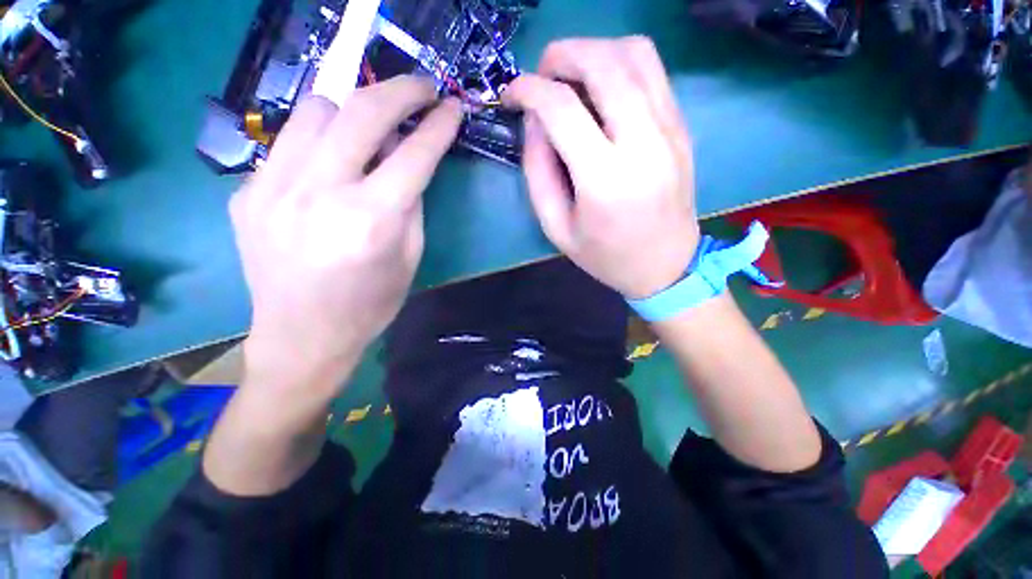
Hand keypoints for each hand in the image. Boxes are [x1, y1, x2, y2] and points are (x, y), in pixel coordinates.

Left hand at [230, 76, 461, 392]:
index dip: (439, 126)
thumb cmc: (370, 306)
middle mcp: (320, 194)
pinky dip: (319, 143)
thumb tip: (407, 160)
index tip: (453, 107)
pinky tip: (329, 167)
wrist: (303, 337)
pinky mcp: (247, 193)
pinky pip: (289, 144)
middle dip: (401, 91)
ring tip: (367, 130)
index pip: (414, 154)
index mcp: (371, 221)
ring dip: (352, 111)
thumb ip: (411, 204)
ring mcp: (273, 189)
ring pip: (316, 111)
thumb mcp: (409, 257)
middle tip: (422, 88)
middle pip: (362, 112)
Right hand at [504, 37, 698, 298]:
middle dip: (561, 55)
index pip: (562, 108)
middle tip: (541, 76)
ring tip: (570, 77)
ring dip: (593, 51)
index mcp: (605, 180)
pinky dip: (619, 65)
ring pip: (635, 54)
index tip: (510, 95)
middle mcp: (643, 144)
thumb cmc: (605, 256)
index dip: (528, 89)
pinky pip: (652, 72)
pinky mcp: (682, 126)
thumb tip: (533, 121)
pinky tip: (601, 92)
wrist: (664, 265)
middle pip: (604, 63)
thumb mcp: (556, 227)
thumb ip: (537, 172)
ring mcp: (670, 130)